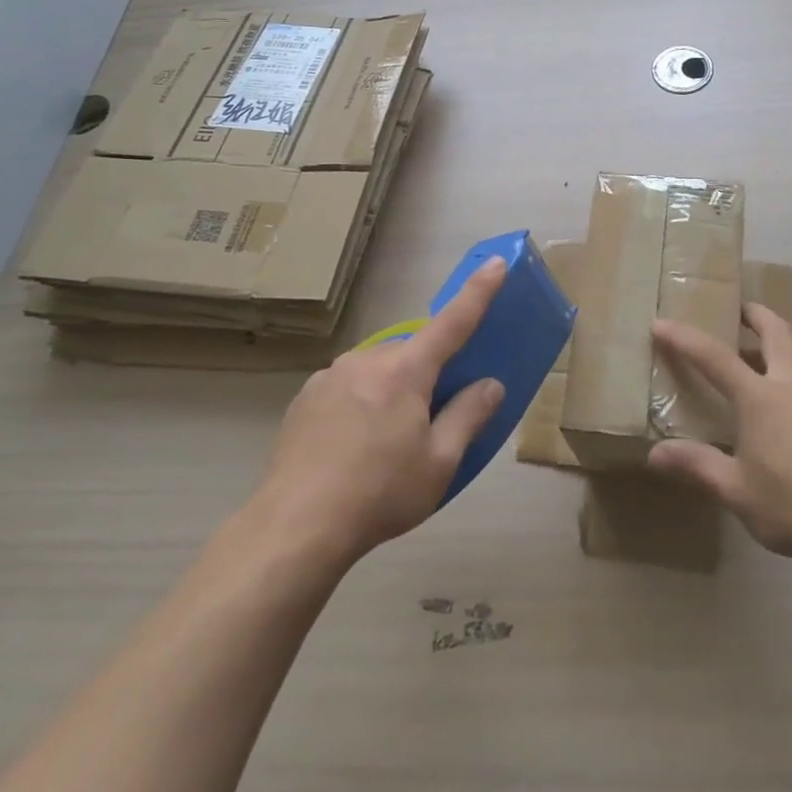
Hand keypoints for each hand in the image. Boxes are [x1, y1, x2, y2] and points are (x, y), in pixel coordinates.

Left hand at [246, 257, 507, 566]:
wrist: (294, 527)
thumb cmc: (379, 493)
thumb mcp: (439, 463)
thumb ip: (468, 417)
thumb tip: (490, 385)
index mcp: (405, 371)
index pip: (453, 322)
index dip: (479, 292)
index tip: (497, 264)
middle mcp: (367, 360)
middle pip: (412, 354)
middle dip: (427, 375)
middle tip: (429, 421)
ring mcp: (330, 376)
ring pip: (377, 371)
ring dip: (392, 391)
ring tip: (384, 445)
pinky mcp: (305, 397)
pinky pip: (348, 387)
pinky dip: (360, 404)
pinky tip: (351, 448)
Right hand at [648, 304, 791, 571]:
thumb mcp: (737, 491)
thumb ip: (697, 465)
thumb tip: (655, 454)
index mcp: (761, 398)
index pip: (715, 356)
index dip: (685, 338)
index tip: (661, 323)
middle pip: (776, 331)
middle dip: (754, 314)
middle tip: (734, 309)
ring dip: (771, 343)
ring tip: (746, 357)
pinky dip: (782, 373)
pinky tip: (772, 407)